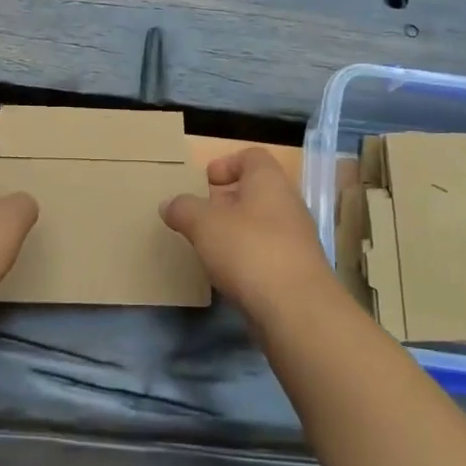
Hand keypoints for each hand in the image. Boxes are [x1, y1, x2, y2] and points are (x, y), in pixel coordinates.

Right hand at [160, 147, 332, 309]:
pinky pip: (266, 253)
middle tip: (200, 216)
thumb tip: (169, 204)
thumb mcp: (204, 224)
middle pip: (256, 191)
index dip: (227, 163)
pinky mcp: (295, 271)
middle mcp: (288, 204)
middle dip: (226, 201)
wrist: (296, 309)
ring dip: (234, 232)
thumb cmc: (248, 250)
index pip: (252, 156)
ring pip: (260, 224)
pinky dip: (246, 258)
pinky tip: (227, 274)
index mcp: (269, 181)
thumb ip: (183, 209)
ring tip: (208, 246)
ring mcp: (295, 239)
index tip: (205, 181)